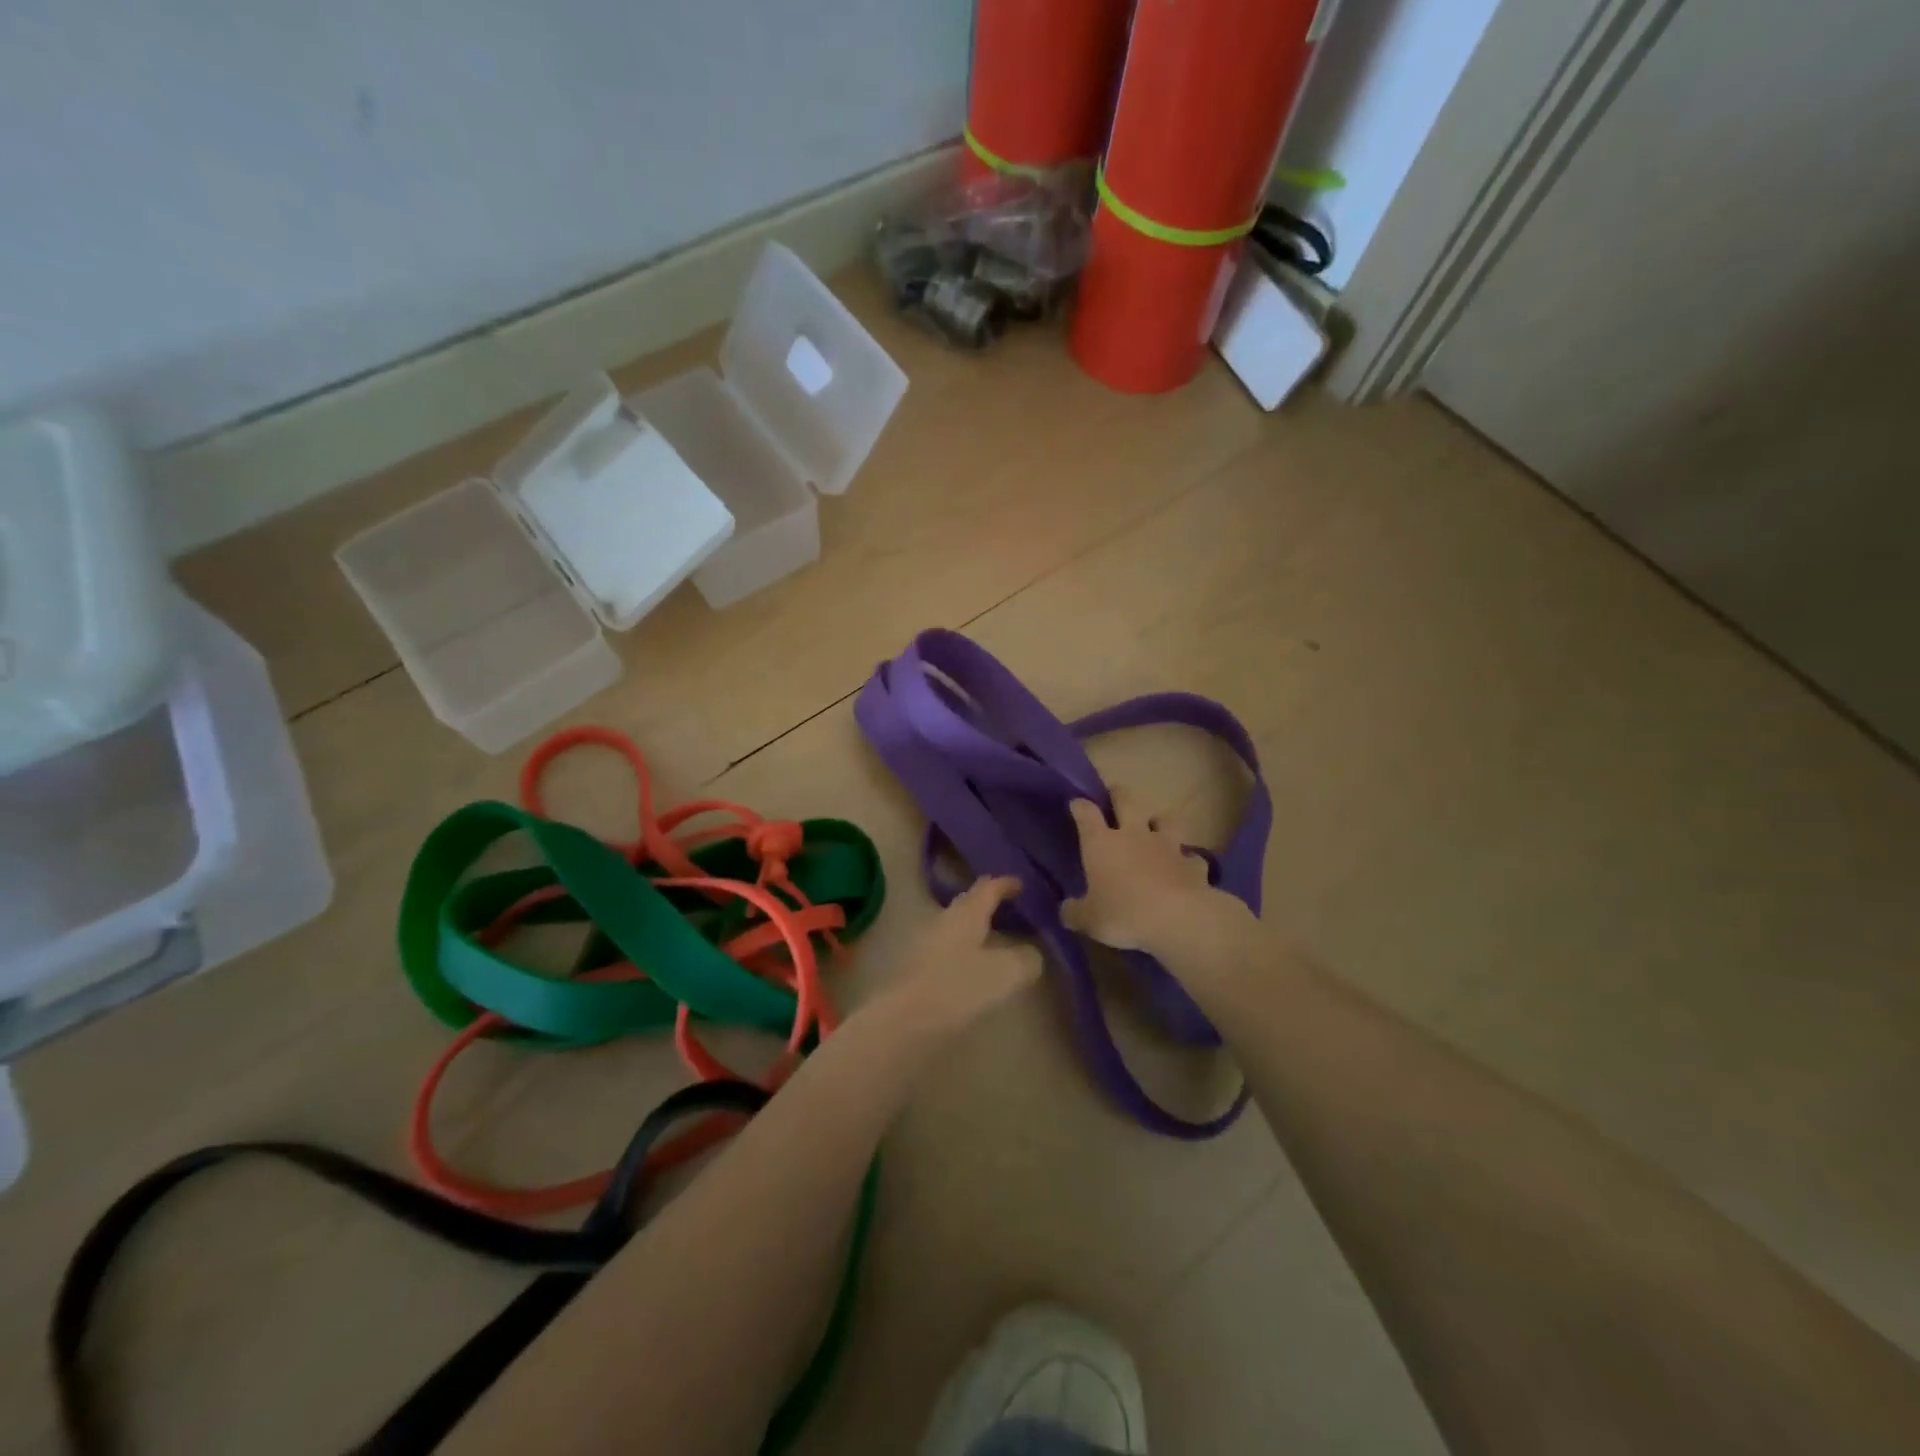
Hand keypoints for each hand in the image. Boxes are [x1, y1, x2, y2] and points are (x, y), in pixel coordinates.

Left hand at [879, 875, 1042, 1033]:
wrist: (906, 1021)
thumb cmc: (958, 987)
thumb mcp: (1006, 973)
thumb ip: (1027, 958)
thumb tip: (1032, 954)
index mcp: (966, 913)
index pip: (989, 886)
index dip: (1007, 883)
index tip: (1022, 884)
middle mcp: (945, 920)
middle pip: (970, 904)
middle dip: (992, 905)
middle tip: (1015, 912)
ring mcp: (928, 943)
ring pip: (959, 927)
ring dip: (980, 929)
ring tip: (1001, 940)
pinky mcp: (920, 967)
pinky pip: (951, 948)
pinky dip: (969, 950)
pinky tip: (979, 967)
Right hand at [1061, 791, 1240, 954]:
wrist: (1179, 918)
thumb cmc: (1124, 914)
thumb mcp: (1089, 920)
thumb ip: (1074, 913)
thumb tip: (1066, 910)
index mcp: (1101, 844)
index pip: (1086, 813)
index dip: (1080, 806)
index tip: (1076, 803)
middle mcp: (1134, 835)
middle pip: (1126, 800)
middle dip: (1118, 794)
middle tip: (1115, 795)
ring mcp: (1167, 845)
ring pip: (1165, 819)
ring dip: (1159, 821)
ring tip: (1156, 827)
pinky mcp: (1192, 863)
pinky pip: (1191, 856)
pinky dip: (1187, 860)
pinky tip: (1185, 868)